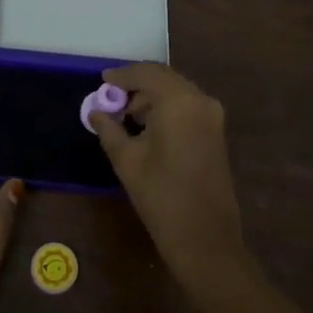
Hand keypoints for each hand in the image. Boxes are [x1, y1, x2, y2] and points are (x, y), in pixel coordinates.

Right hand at [92, 65, 248, 292]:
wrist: (205, 239)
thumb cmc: (161, 197)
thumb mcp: (127, 160)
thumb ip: (109, 129)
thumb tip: (95, 112)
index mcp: (179, 102)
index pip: (147, 74)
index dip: (122, 75)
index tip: (102, 80)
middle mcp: (200, 100)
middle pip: (164, 79)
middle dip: (137, 84)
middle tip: (111, 97)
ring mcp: (212, 116)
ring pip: (177, 92)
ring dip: (152, 97)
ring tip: (125, 115)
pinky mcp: (216, 132)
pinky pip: (187, 107)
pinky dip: (166, 108)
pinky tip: (147, 126)